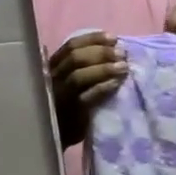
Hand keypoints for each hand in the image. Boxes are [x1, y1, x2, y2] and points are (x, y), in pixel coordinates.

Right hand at [47, 31, 126, 147]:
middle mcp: (54, 78)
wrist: (53, 137)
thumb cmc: (64, 106)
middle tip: (121, 53)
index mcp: (52, 67)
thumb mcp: (65, 83)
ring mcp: (62, 96)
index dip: (93, 39)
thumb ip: (78, 67)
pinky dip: (103, 87)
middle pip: (76, 57)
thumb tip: (109, 49)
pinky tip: (116, 83)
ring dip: (104, 68)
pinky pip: (88, 96)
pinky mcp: (72, 112)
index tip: (113, 38)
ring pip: (80, 75)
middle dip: (101, 52)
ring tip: (123, 67)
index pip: (71, 46)